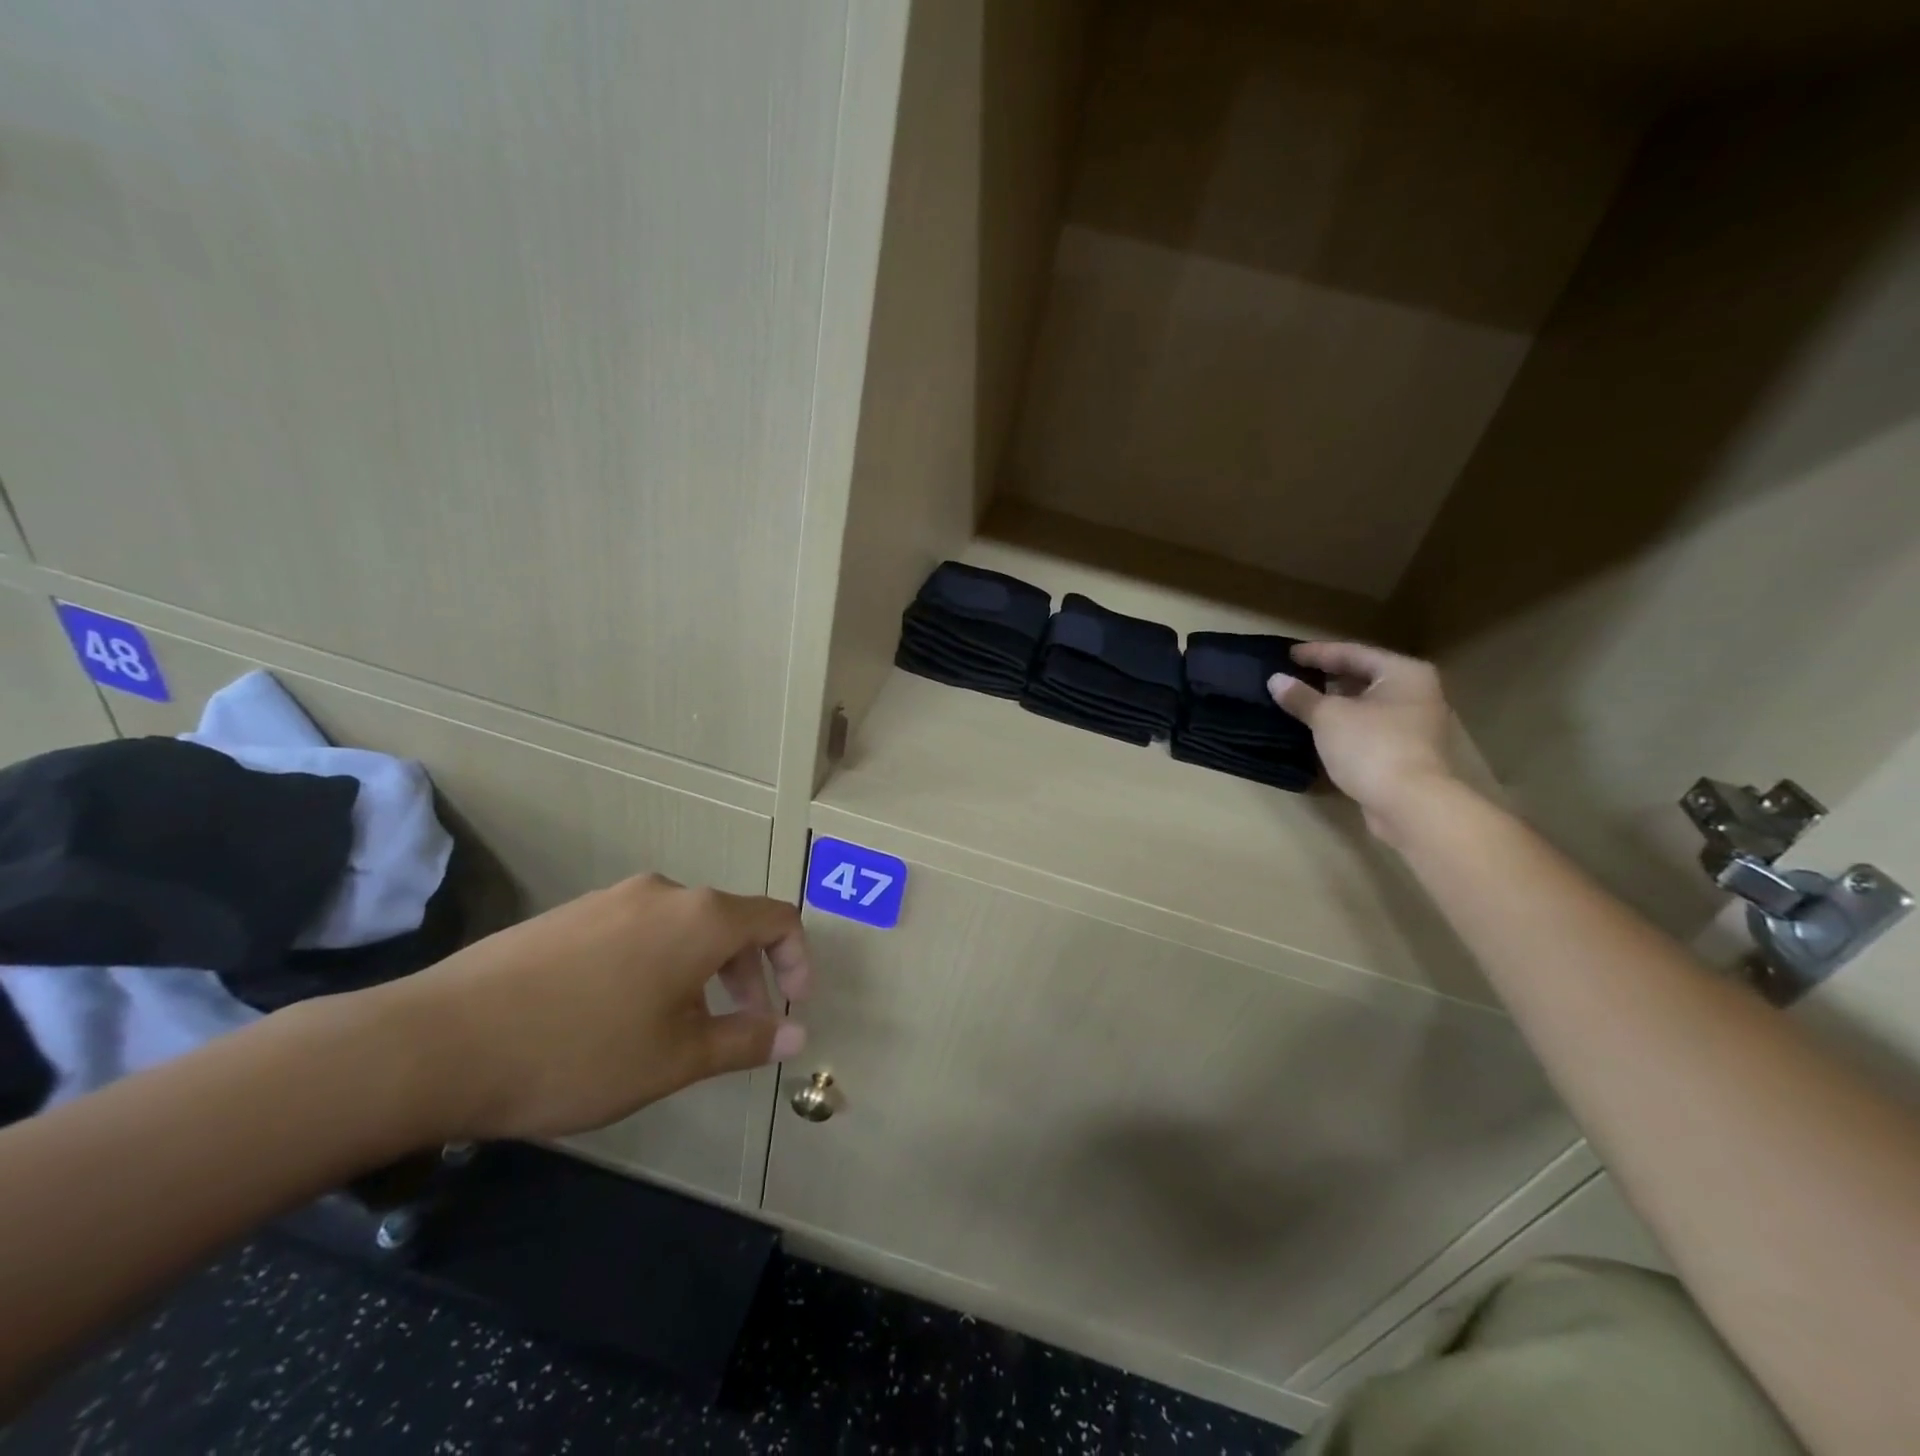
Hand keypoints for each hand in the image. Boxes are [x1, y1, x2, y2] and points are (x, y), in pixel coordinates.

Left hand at [374, 875, 810, 1142]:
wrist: (440, 1042)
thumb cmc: (580, 1051)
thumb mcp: (676, 1057)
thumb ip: (746, 1040)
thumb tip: (798, 1035)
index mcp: (701, 917)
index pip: (778, 919)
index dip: (798, 960)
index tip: (793, 1007)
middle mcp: (663, 893)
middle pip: (731, 922)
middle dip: (750, 972)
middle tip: (743, 1025)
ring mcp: (611, 899)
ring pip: (683, 927)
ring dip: (704, 970)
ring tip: (682, 1026)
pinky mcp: (570, 914)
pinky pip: (639, 930)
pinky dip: (659, 963)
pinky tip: (622, 1013)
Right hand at [1268, 642, 1456, 840]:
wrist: (1410, 804)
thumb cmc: (1371, 747)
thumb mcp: (1328, 717)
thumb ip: (1301, 697)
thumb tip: (1276, 680)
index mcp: (1403, 672)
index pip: (1353, 653)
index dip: (1317, 653)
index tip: (1287, 654)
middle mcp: (1417, 692)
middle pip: (1364, 676)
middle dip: (1328, 676)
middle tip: (1294, 675)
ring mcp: (1416, 723)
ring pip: (1368, 703)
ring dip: (1337, 702)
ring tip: (1303, 702)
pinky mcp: (1408, 750)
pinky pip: (1371, 726)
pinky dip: (1347, 723)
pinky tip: (1322, 729)